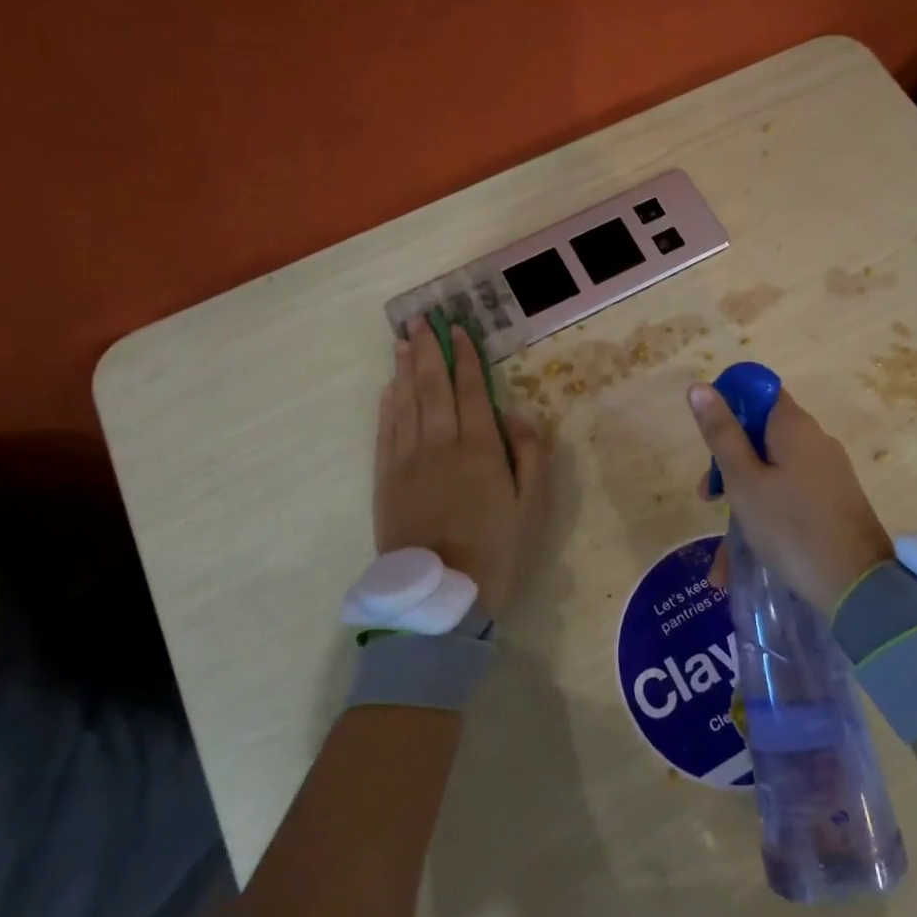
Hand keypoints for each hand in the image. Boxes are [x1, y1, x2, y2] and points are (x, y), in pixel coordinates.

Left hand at [375, 320, 547, 616]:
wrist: (440, 596)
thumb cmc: (495, 550)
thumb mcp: (531, 506)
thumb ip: (530, 456)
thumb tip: (517, 415)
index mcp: (479, 449)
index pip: (470, 390)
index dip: (464, 357)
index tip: (458, 329)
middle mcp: (440, 445)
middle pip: (432, 387)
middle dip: (428, 351)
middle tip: (421, 320)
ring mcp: (408, 461)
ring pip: (405, 403)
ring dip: (404, 369)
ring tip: (402, 341)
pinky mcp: (386, 480)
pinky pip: (385, 432)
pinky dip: (387, 406)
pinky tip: (388, 389)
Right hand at [688, 384, 892, 611]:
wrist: (858, 586)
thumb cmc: (791, 526)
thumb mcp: (744, 481)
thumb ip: (721, 434)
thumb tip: (700, 386)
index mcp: (794, 427)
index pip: (759, 393)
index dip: (730, 407)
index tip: (709, 440)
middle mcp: (815, 442)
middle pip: (761, 436)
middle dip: (729, 465)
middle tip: (708, 499)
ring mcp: (827, 474)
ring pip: (772, 475)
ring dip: (742, 505)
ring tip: (721, 556)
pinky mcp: (833, 503)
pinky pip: (789, 500)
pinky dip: (765, 521)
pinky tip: (741, 563)